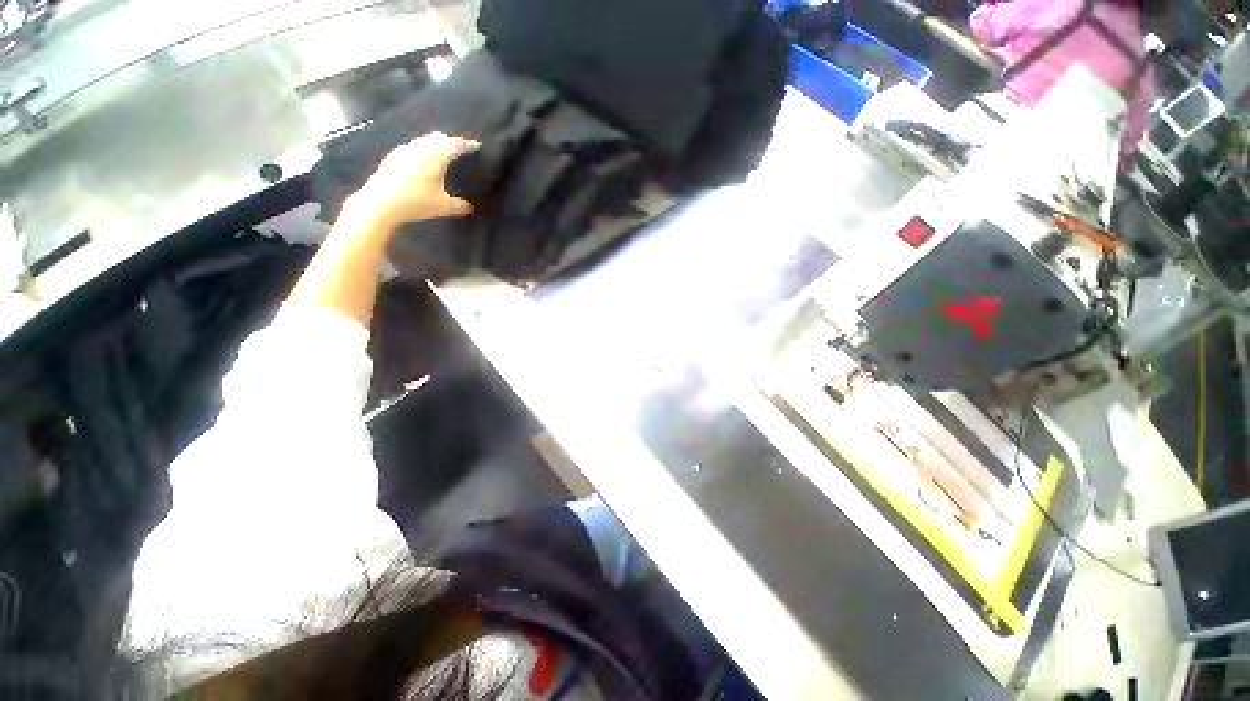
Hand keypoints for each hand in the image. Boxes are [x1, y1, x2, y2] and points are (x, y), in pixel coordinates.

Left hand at [347, 132, 479, 229]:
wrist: (381, 203)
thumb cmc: (416, 202)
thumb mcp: (442, 207)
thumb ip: (457, 206)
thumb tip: (469, 207)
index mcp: (435, 158)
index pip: (453, 145)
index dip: (465, 144)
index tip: (475, 145)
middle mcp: (420, 150)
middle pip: (436, 139)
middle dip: (448, 141)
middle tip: (458, 144)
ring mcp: (403, 152)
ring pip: (422, 142)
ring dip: (433, 143)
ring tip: (439, 147)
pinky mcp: (392, 158)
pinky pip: (411, 148)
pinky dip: (420, 149)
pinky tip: (418, 156)